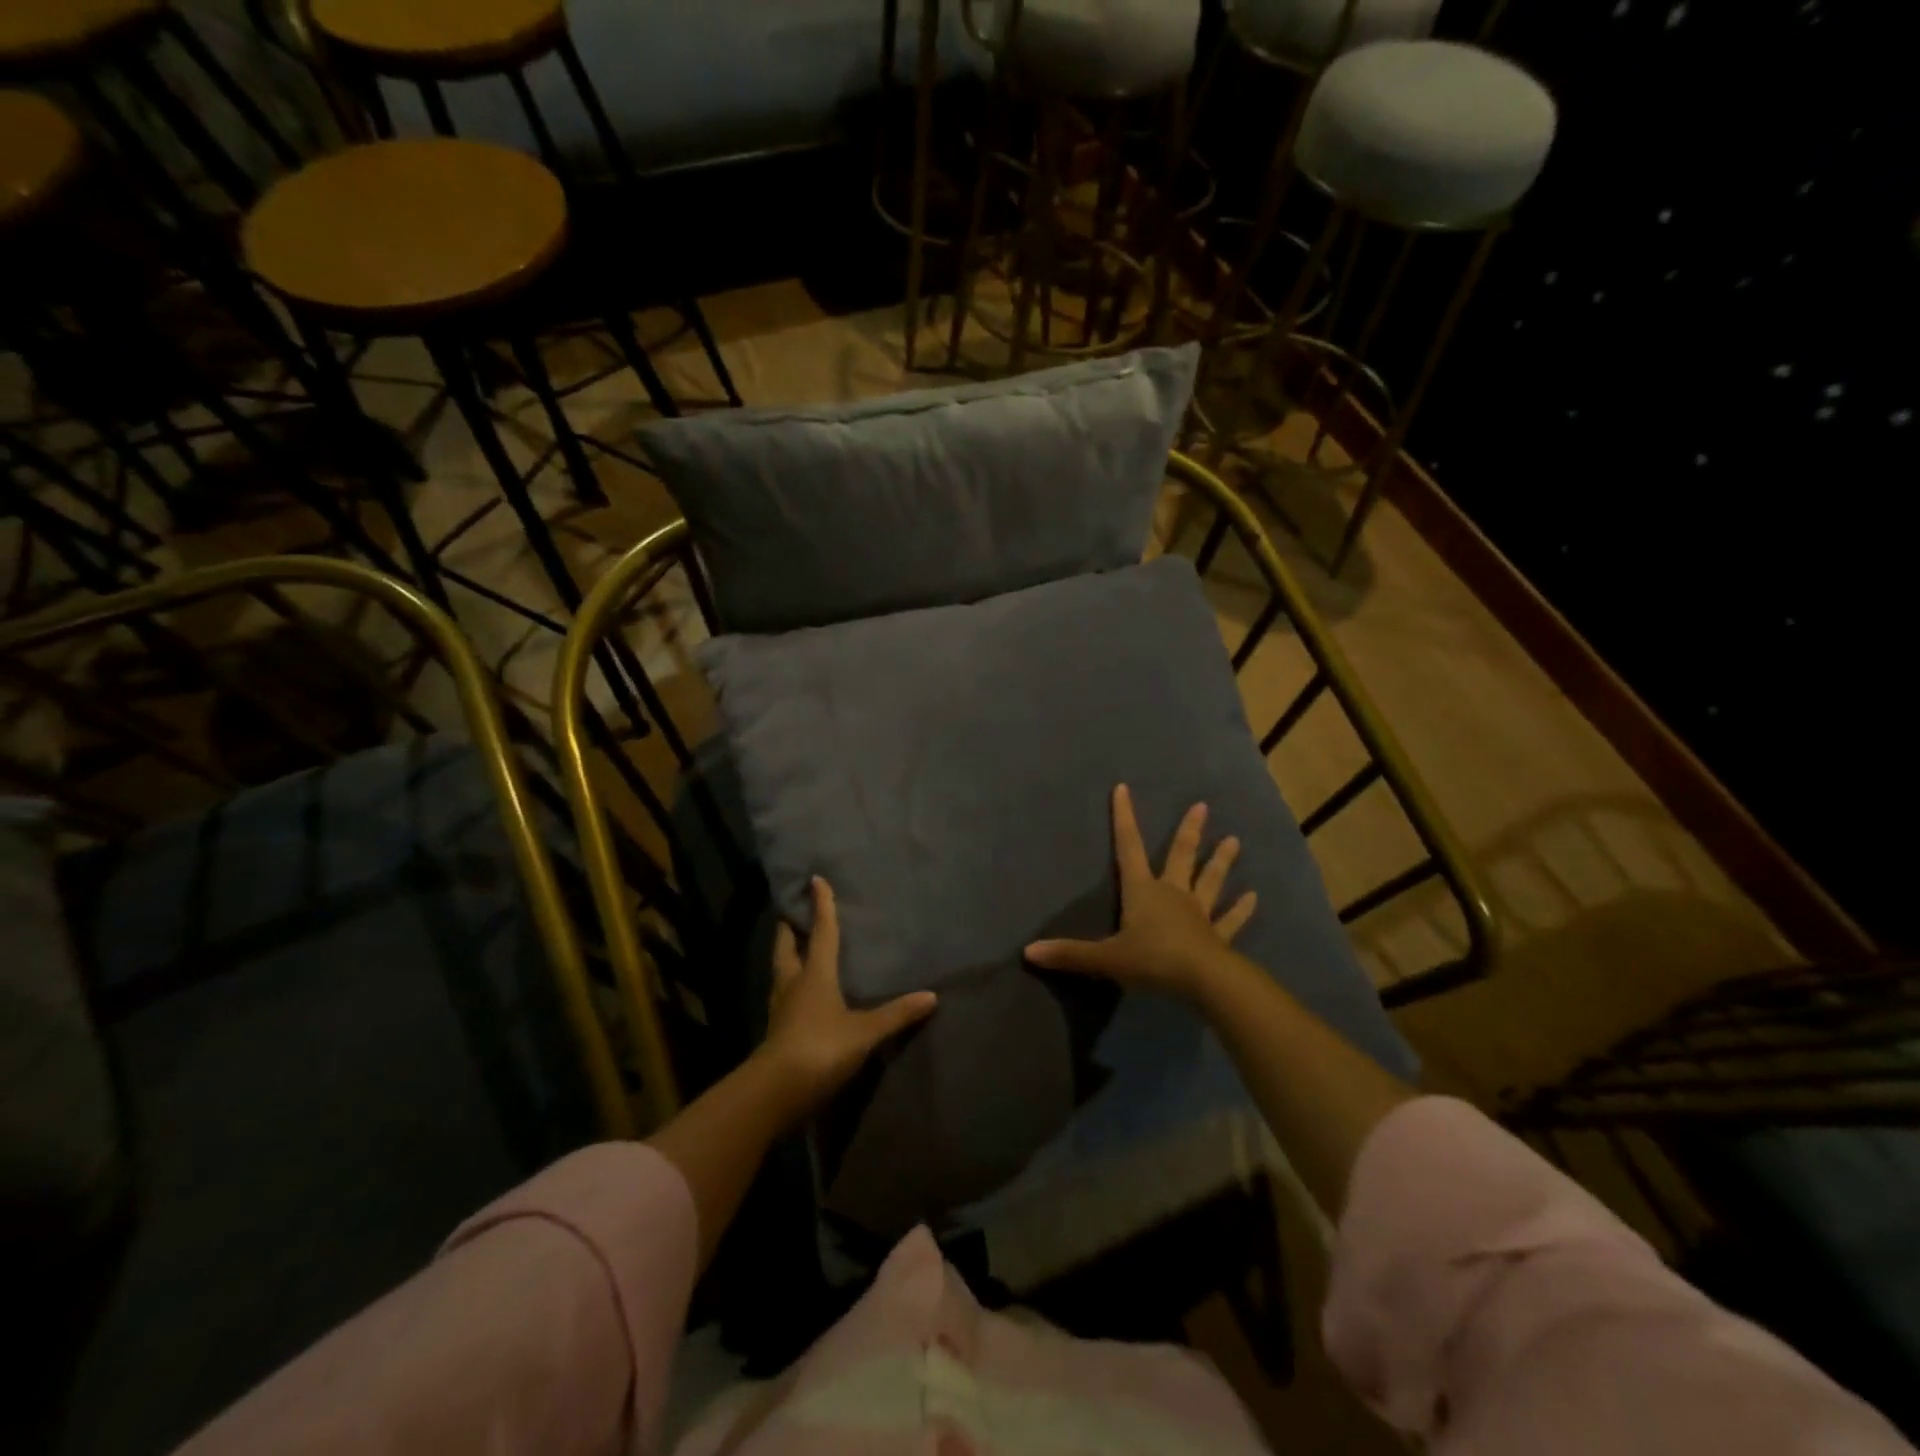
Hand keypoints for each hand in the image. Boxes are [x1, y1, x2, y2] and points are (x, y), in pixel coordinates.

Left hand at [757, 877, 937, 1116]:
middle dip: (790, 927)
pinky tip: (799, 991)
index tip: (815, 880)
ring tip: (796, 945)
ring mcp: (781, 1007)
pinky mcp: (777, 1029)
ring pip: (781, 970)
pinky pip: (783, 994)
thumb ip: (896, 1014)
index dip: (821, 905)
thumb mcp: (864, 1033)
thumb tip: (931, 996)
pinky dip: (790, 983)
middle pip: (787, 946)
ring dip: (787, 954)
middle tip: (793, 912)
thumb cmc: (820, 1049)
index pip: (820, 931)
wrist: (774, 1092)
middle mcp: (793, 983)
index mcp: (814, 973)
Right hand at [1026, 784, 1256, 999]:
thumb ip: (1070, 954)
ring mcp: (1199, 913)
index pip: (1128, 848)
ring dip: (1221, 861)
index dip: (1124, 819)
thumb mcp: (1106, 959)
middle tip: (1202, 806)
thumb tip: (1029, 951)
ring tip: (1234, 840)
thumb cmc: (1153, 961)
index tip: (1124, 789)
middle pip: (1179, 856)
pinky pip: (1230, 920)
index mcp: (1143, 891)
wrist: (1203, 981)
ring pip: (1210, 881)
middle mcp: (1173, 894)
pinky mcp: (1218, 936)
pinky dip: (1241, 909)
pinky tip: (1254, 897)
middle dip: (1189, 832)